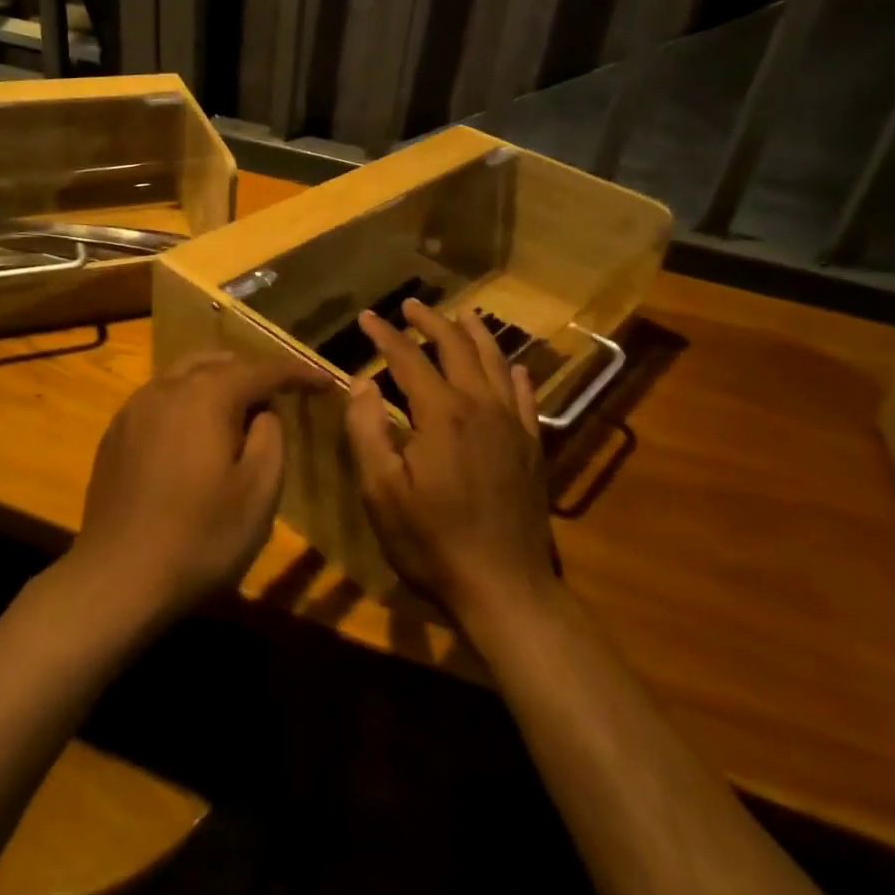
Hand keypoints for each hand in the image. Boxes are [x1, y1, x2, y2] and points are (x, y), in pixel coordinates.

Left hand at [70, 352, 320, 624]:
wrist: (116, 579)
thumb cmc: (200, 537)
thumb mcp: (259, 492)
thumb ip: (271, 437)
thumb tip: (263, 412)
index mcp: (206, 395)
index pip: (262, 370)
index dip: (298, 373)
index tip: (325, 383)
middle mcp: (167, 387)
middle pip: (219, 362)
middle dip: (253, 374)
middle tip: (280, 398)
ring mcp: (135, 408)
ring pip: (185, 375)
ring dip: (217, 384)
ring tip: (239, 413)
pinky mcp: (116, 433)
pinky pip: (160, 399)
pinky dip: (187, 402)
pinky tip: (193, 436)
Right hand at [344, 300, 557, 624]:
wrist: (504, 589)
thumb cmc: (432, 542)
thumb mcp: (381, 492)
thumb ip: (367, 431)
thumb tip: (362, 383)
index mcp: (441, 413)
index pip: (408, 358)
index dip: (385, 335)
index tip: (366, 318)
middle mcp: (480, 405)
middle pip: (456, 348)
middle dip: (431, 322)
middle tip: (411, 306)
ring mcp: (512, 425)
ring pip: (496, 363)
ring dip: (476, 335)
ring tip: (463, 315)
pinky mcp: (532, 447)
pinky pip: (526, 397)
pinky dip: (516, 375)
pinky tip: (515, 367)